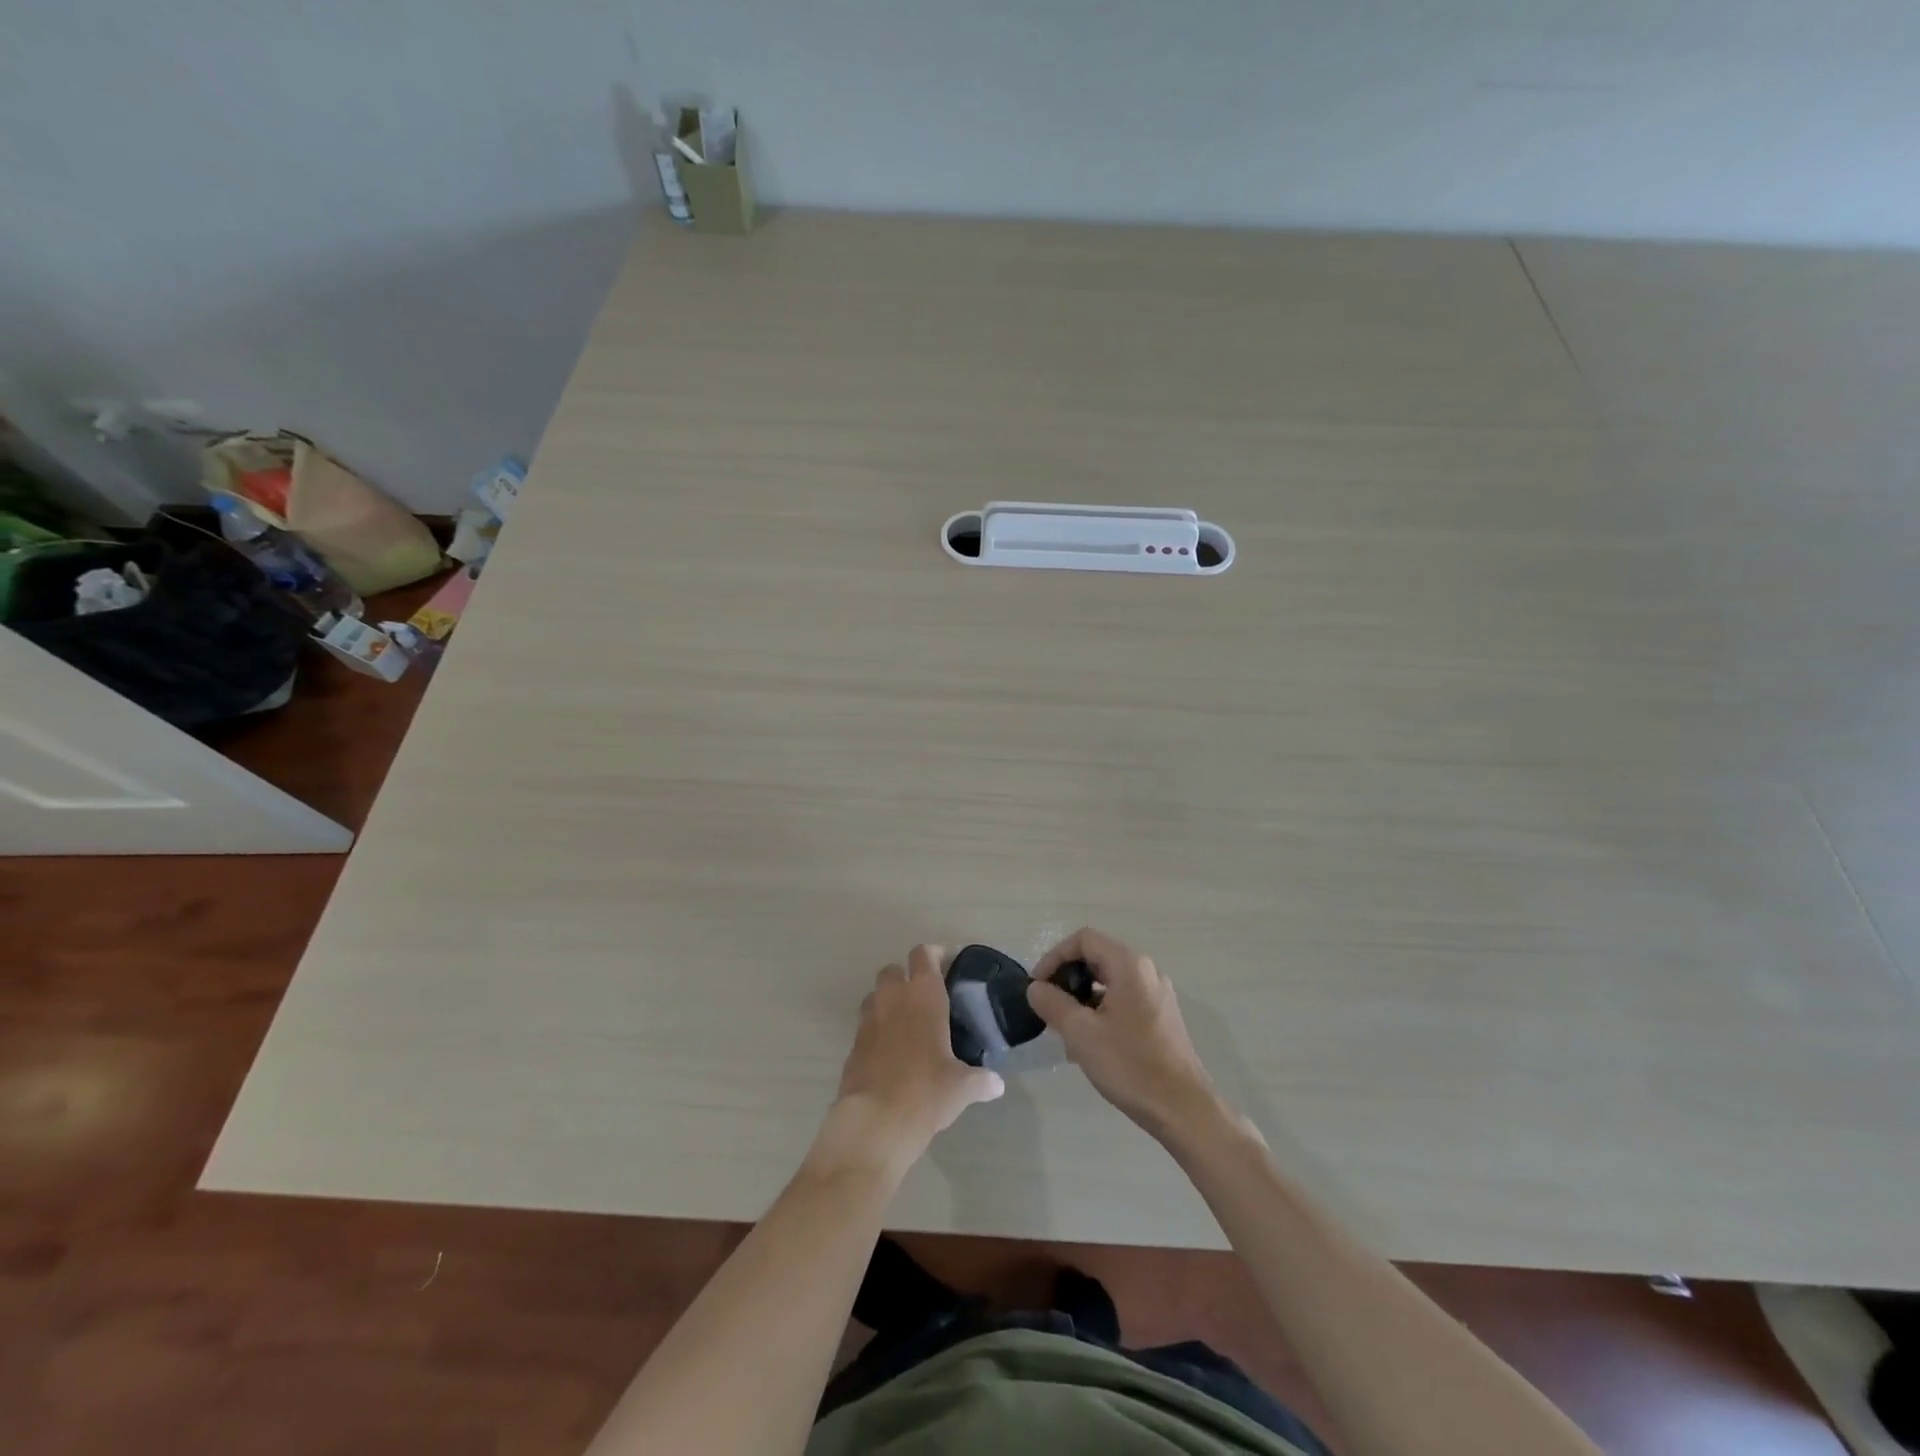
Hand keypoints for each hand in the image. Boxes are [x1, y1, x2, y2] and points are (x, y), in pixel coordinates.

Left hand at [810, 946, 1004, 1180]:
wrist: (875, 1123)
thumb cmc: (926, 1093)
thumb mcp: (962, 1087)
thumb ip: (981, 1080)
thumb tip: (997, 1084)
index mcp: (923, 996)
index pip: (924, 955)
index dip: (936, 955)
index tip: (949, 964)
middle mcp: (892, 999)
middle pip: (893, 970)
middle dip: (906, 977)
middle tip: (926, 998)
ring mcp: (868, 1021)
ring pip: (876, 995)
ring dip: (888, 1002)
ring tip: (907, 1024)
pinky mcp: (853, 1045)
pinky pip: (866, 1026)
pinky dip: (877, 1031)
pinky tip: (892, 1053)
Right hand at [1028, 928, 1219, 1138]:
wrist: (1183, 1110)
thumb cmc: (1130, 1065)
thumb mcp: (1081, 1033)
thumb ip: (1053, 1003)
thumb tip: (1035, 988)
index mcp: (1129, 965)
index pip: (1084, 939)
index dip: (1054, 957)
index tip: (1038, 986)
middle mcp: (1146, 971)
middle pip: (1097, 957)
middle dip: (1067, 978)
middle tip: (1048, 1007)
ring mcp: (1157, 995)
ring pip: (1109, 982)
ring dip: (1082, 998)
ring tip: (1064, 1030)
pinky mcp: (1161, 1017)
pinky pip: (1123, 1000)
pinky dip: (1100, 1011)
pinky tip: (1089, 1044)